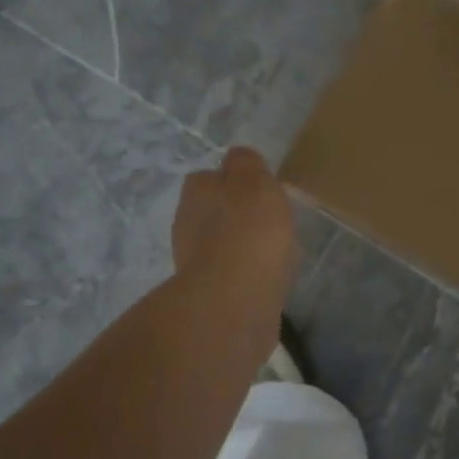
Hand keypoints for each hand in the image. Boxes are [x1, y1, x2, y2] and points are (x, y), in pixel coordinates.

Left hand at [171, 147, 299, 320]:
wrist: (234, 301)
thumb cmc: (249, 232)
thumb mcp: (255, 181)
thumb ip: (246, 163)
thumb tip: (237, 157)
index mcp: (197, 192)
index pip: (210, 177)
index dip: (234, 181)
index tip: (259, 190)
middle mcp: (186, 223)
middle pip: (212, 212)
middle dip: (235, 215)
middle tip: (268, 221)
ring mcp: (193, 262)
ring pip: (219, 244)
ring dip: (240, 246)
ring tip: (272, 252)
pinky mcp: (206, 294)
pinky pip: (229, 274)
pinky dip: (244, 273)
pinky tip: (266, 278)